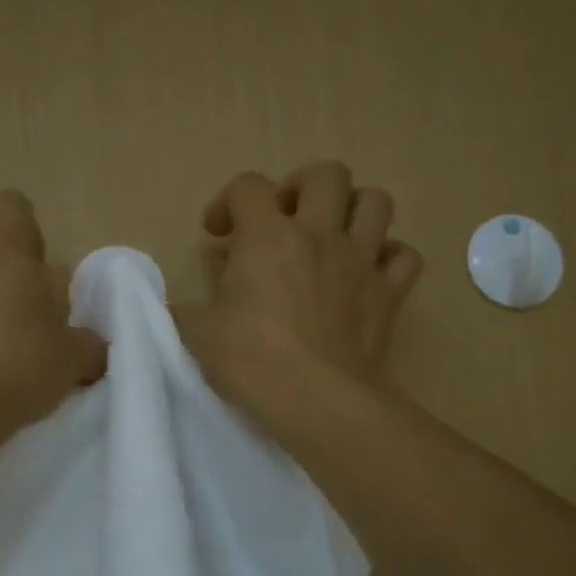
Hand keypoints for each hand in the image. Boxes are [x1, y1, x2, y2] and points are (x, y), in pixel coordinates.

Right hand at [175, 162, 421, 426]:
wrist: (317, 401)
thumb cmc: (251, 362)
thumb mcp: (197, 335)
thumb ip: (182, 310)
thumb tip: (171, 305)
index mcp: (267, 237)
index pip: (248, 186)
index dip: (228, 201)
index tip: (217, 234)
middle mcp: (319, 235)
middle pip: (326, 174)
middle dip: (301, 187)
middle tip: (284, 220)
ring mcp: (362, 261)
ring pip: (376, 202)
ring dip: (353, 210)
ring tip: (332, 235)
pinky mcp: (390, 294)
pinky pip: (404, 257)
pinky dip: (389, 258)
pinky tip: (369, 274)